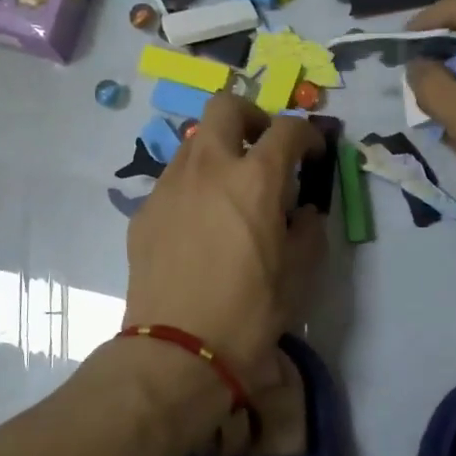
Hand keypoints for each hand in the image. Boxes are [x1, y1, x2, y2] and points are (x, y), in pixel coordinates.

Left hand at [124, 93, 325, 389]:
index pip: (286, 129)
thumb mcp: (300, 272)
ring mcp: (169, 186)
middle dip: (251, 117)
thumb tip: (305, 211)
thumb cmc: (250, 311)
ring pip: (193, 142)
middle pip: (225, 107)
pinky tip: (198, 225)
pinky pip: (172, 181)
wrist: (179, 348)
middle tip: (263, 149)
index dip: (306, 134)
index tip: (312, 153)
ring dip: (218, 152)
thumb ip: (310, 229)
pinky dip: (193, 187)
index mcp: (255, 178)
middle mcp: (209, 167)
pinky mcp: (144, 211)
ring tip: (229, 191)